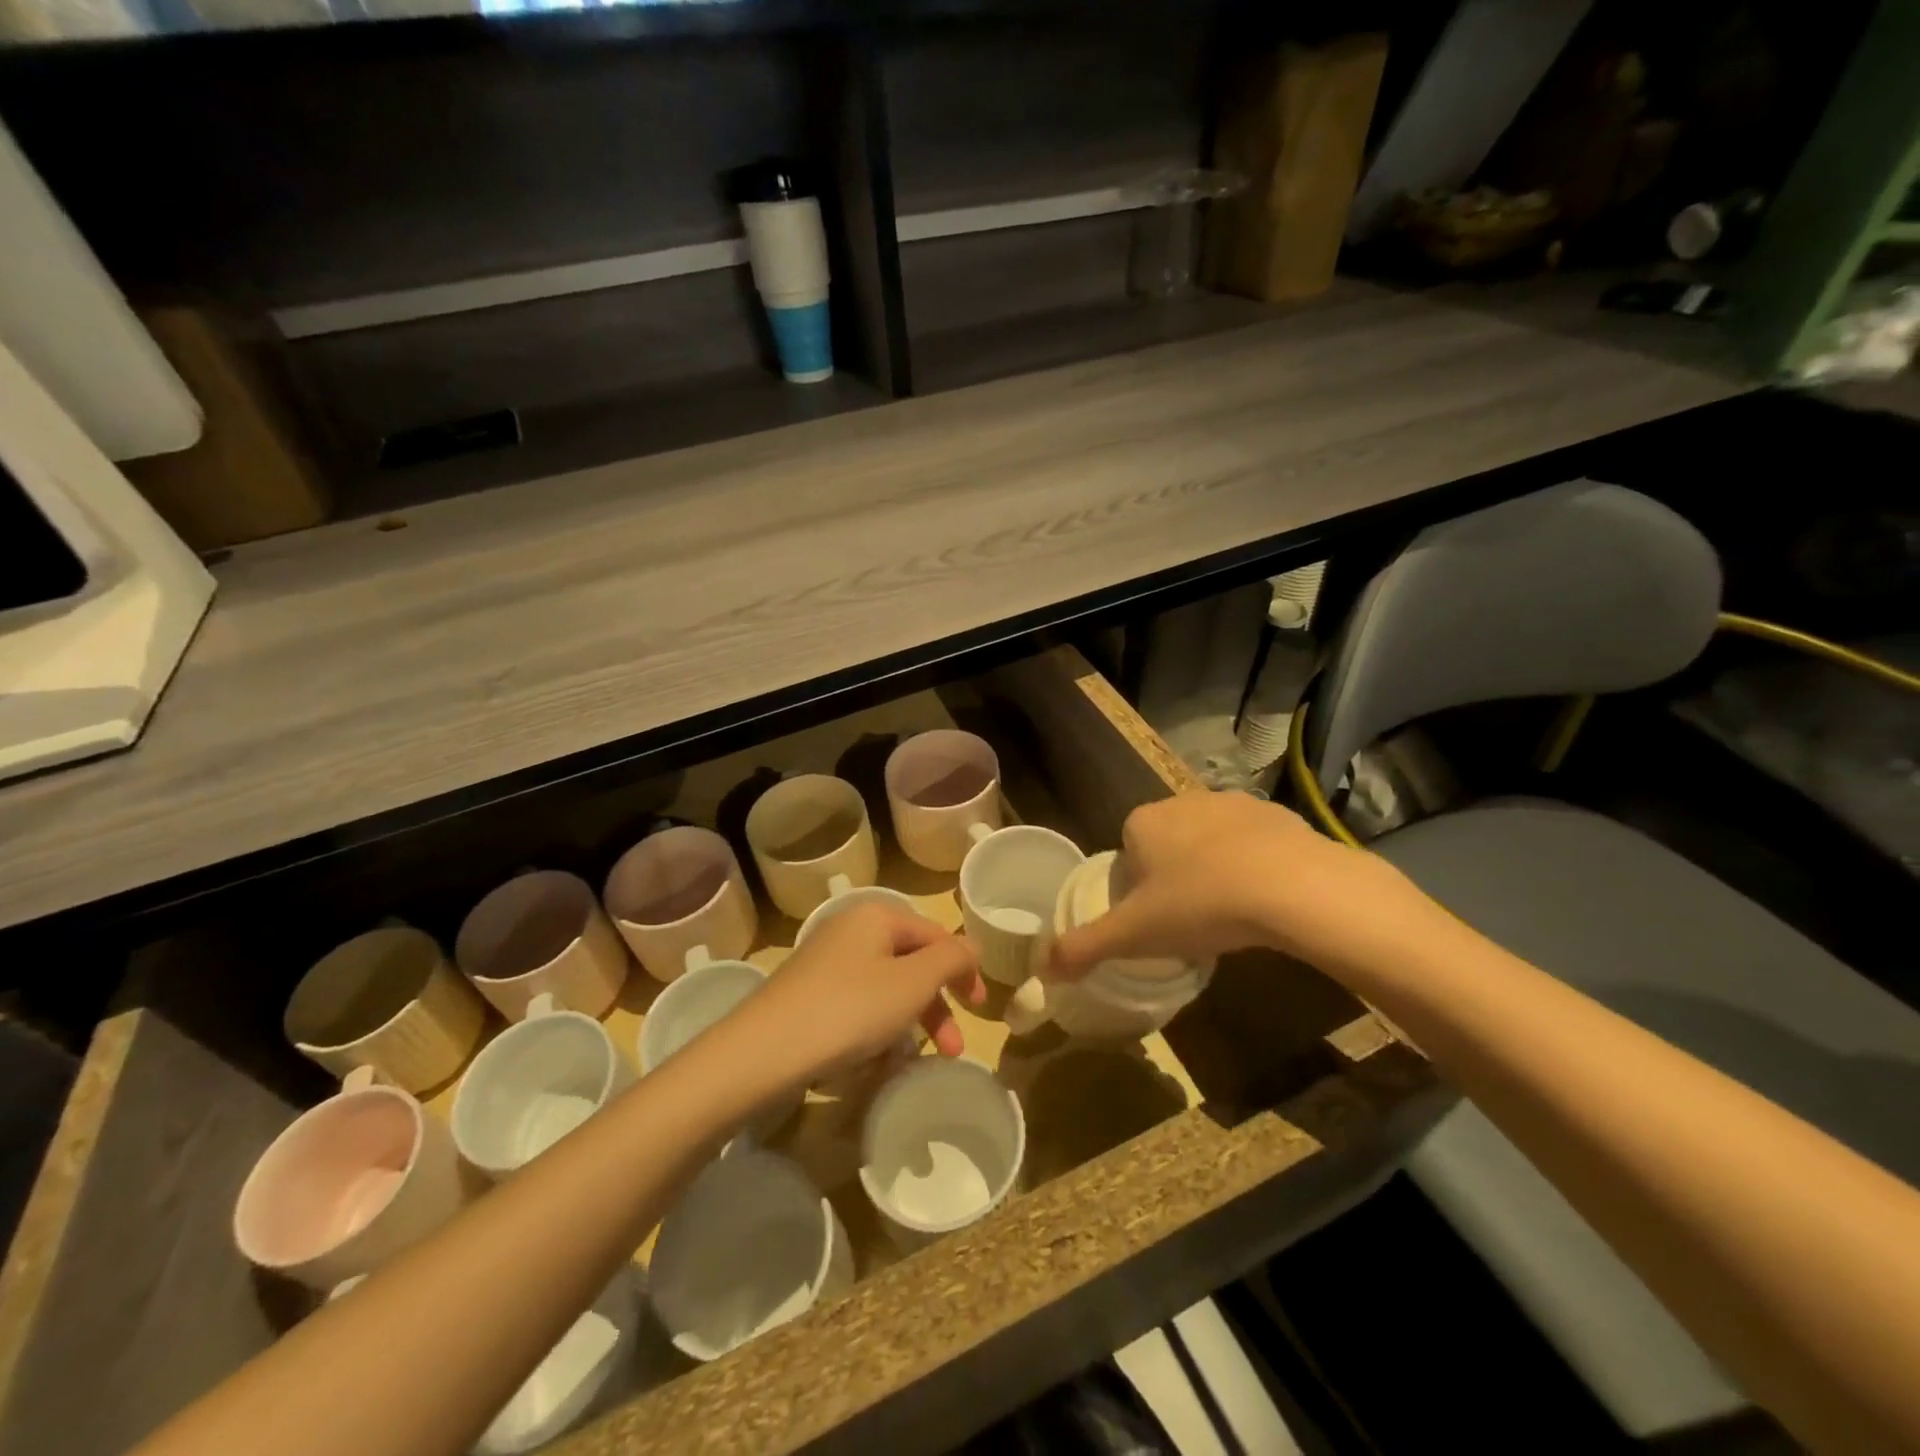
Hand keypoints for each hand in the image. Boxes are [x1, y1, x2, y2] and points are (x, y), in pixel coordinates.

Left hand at [740, 904, 985, 1078]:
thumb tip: (970, 946)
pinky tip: (876, 1063)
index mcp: (876, 916)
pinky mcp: (808, 994)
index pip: (935, 934)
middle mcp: (850, 930)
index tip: (979, 1008)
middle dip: (936, 1006)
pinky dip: (876, 1030)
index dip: (963, 968)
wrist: (761, 1052)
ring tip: (916, 1063)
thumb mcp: (912, 983)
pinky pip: (857, 1005)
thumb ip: (951, 959)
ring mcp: (825, 962)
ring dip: (910, 1023)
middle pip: (911, 962)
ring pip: (885, 987)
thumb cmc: (848, 1010)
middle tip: (953, 1048)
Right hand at [1048, 791, 1431, 977]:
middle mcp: (1183, 802)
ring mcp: (1233, 803)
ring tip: (1231, 913)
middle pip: (1168, 845)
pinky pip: (1255, 842)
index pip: (1127, 852)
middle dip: (1175, 877)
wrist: (1292, 887)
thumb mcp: (1134, 935)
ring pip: (1211, 841)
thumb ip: (1084, 947)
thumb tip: (1041, 970)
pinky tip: (1267, 899)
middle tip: (1191, 921)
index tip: (1155, 920)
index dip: (1137, 888)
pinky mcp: (1277, 814)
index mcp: (1143, 822)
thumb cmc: (1200, 905)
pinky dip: (1256, 865)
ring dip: (1215, 869)